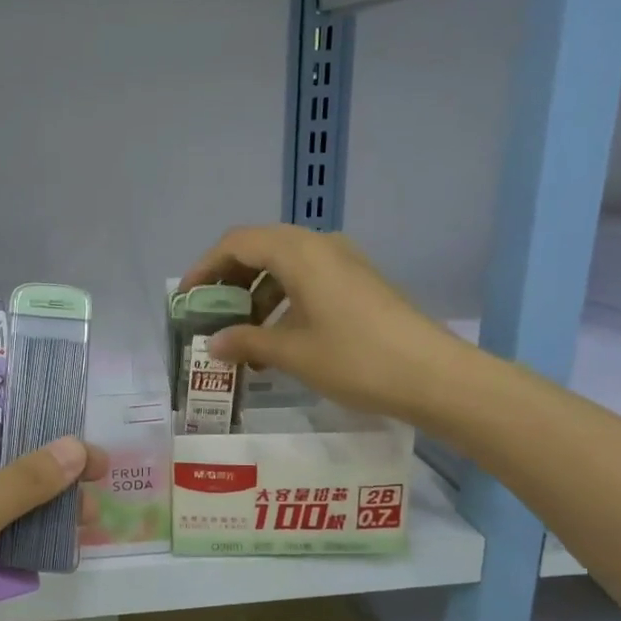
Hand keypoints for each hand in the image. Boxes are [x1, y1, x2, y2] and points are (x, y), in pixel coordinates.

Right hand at [178, 225, 472, 424]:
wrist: (434, 376)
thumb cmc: (355, 359)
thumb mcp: (292, 353)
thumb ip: (247, 342)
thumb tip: (213, 343)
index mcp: (299, 252)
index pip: (237, 243)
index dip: (205, 268)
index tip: (186, 299)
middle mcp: (321, 246)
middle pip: (260, 248)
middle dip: (229, 279)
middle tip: (209, 313)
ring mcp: (344, 262)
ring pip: (284, 265)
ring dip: (256, 294)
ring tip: (240, 334)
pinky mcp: (359, 283)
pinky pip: (307, 279)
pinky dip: (283, 300)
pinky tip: (277, 337)